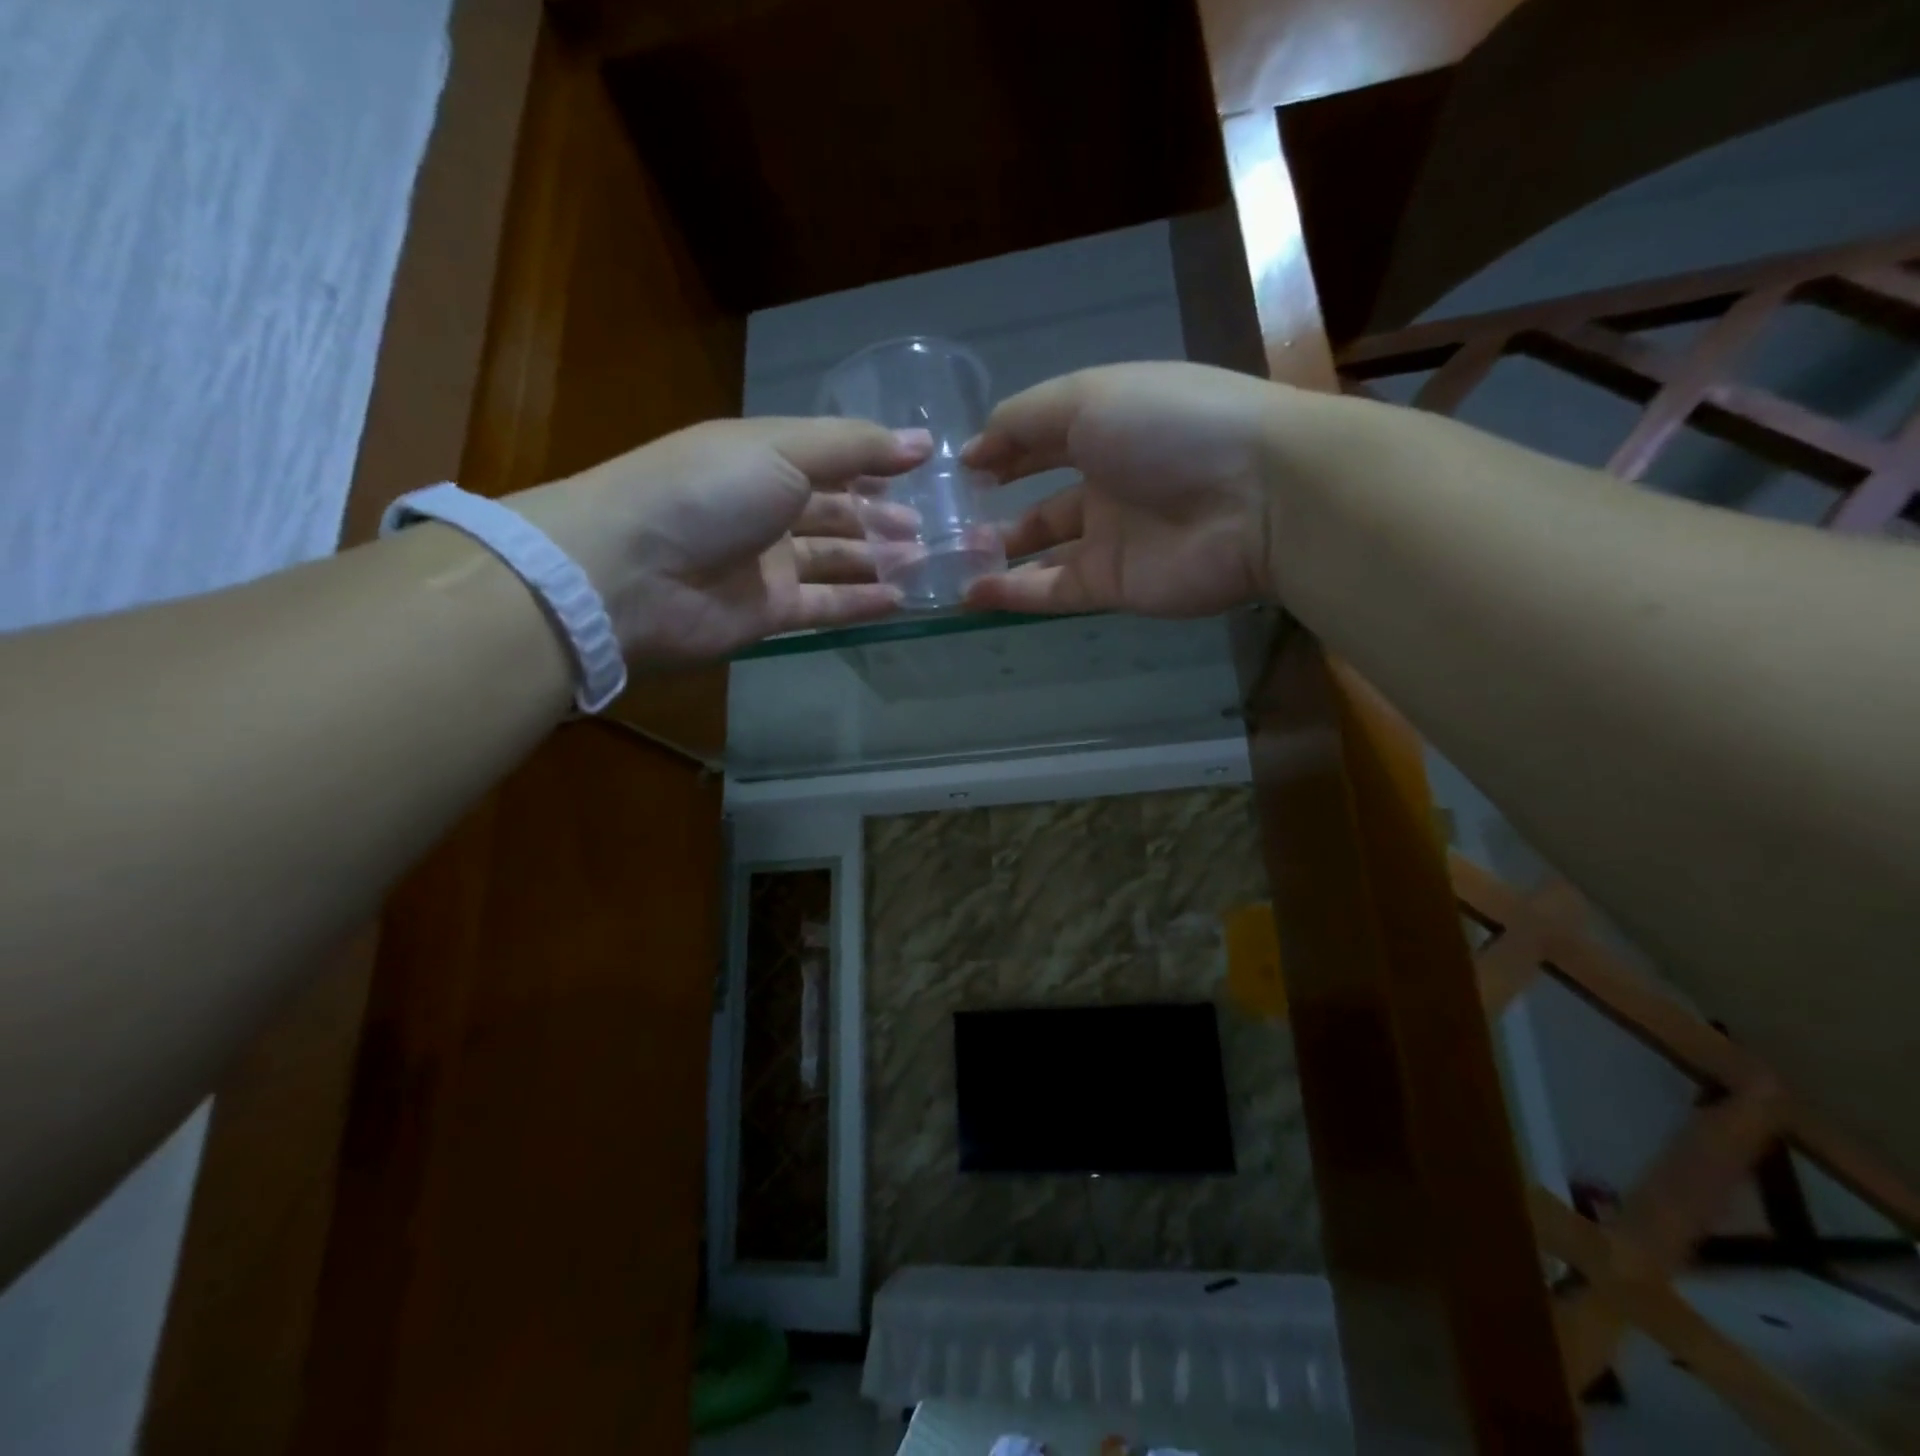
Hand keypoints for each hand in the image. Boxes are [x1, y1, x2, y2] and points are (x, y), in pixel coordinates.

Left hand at [508, 417, 931, 661]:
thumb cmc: (706, 492)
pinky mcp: (767, 613)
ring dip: (879, 559)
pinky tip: (899, 600)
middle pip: (836, 511)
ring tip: (928, 561)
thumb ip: (855, 447)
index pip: (831, 458)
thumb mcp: (784, 449)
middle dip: (883, 516)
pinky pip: (824, 605)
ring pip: (835, 559)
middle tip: (934, 526)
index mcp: (763, 457)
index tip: (926, 471)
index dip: (876, 463)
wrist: (627, 573)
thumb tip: (922, 442)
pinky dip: (860, 603)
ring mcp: (765, 564)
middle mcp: (765, 508)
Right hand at [961, 362, 1287, 617]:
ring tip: (949, 562)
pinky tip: (971, 593)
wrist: (1255, 498)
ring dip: (999, 556)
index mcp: (1109, 427)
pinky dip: (1013, 594)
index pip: (1044, 439)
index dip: (1003, 450)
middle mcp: (1109, 483)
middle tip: (947, 524)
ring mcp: (1111, 539)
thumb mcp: (1087, 398)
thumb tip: (973, 449)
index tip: (959, 469)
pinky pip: (1053, 591)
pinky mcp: (1114, 587)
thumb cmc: (1170, 427)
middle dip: (997, 509)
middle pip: (1043, 500)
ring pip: (1043, 551)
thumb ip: (1024, 421)